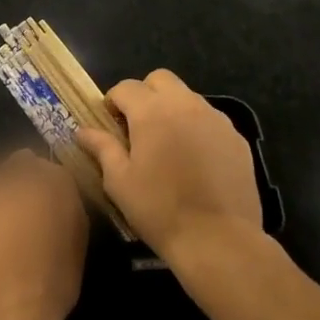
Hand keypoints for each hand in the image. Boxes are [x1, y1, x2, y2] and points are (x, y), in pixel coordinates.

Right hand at [76, 69, 262, 261]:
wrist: (219, 239)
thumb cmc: (160, 209)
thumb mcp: (120, 182)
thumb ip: (102, 148)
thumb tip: (82, 131)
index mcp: (152, 111)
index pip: (126, 87)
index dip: (113, 101)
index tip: (109, 123)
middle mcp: (185, 104)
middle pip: (160, 79)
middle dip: (145, 94)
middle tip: (138, 126)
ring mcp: (215, 118)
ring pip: (187, 97)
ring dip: (172, 109)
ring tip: (168, 144)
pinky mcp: (236, 137)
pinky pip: (210, 119)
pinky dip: (197, 128)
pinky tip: (195, 160)